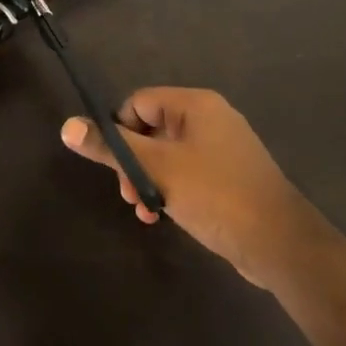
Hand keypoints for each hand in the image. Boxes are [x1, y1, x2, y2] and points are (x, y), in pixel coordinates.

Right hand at [61, 87, 333, 288]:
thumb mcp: (156, 169)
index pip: (138, 103)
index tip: (113, 166)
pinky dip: (169, 189)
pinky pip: (186, 172)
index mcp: (195, 106)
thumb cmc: (214, 195)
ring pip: (166, 155)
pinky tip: (162, 215)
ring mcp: (222, 148)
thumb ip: (111, 147)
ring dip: (148, 180)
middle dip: (133, 163)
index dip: (119, 131)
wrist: (277, 242)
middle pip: (150, 129)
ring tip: (144, 210)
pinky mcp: (227, 176)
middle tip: (129, 194)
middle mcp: (210, 119)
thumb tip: (67, 126)